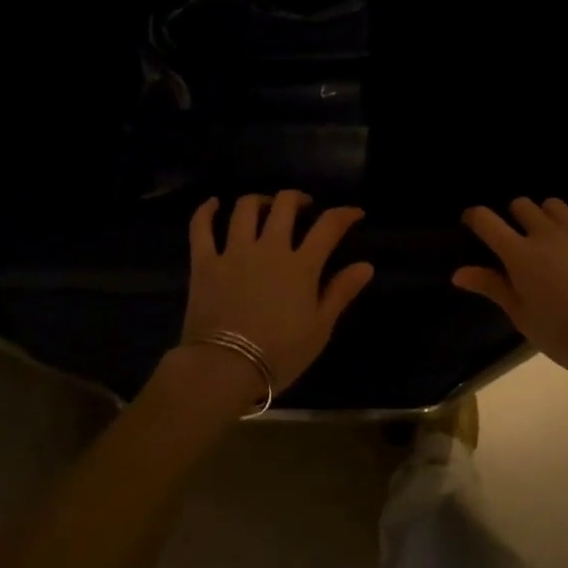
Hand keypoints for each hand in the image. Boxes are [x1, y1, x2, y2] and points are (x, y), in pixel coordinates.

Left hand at [178, 192, 374, 402]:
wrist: (224, 368)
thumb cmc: (279, 354)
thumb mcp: (320, 328)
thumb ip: (341, 292)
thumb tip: (366, 265)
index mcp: (301, 265)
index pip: (328, 226)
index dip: (344, 214)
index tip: (354, 213)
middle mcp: (269, 248)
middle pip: (285, 205)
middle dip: (298, 199)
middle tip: (304, 207)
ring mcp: (233, 252)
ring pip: (246, 208)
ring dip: (259, 200)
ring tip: (265, 205)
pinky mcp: (204, 262)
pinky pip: (201, 228)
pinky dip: (206, 211)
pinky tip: (214, 204)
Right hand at [454, 198, 567, 379]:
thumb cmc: (564, 333)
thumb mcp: (522, 316)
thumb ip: (492, 287)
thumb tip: (458, 273)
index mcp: (520, 254)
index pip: (486, 220)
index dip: (474, 217)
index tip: (471, 225)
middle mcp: (546, 234)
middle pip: (521, 204)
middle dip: (513, 215)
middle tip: (515, 238)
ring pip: (556, 205)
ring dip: (547, 214)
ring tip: (548, 232)